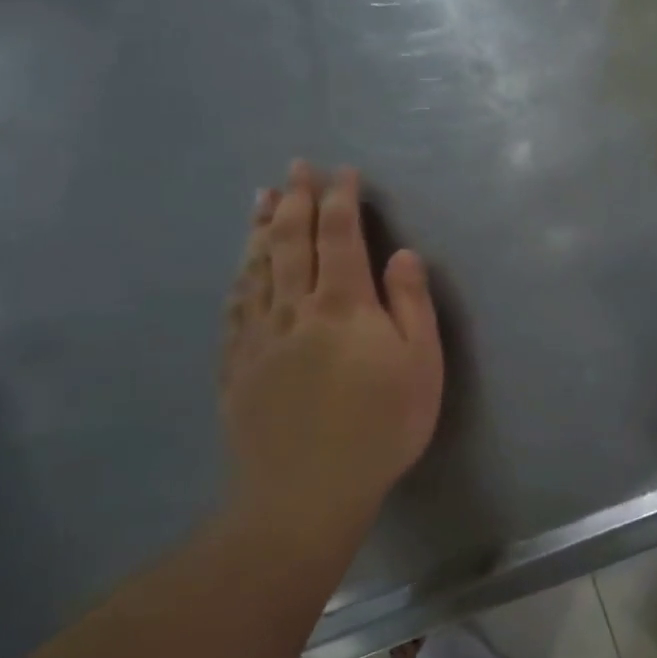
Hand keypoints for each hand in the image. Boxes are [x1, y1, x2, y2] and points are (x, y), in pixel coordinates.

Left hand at [220, 162, 443, 544]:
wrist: (305, 491)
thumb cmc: (381, 427)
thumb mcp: (421, 365)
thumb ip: (411, 304)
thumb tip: (402, 254)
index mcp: (343, 304)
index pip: (340, 236)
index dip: (340, 200)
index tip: (342, 173)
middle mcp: (295, 307)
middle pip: (290, 241)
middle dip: (295, 199)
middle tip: (295, 166)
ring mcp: (259, 336)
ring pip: (257, 267)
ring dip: (260, 227)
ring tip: (261, 197)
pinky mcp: (237, 365)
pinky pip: (235, 306)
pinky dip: (240, 276)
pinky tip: (240, 267)